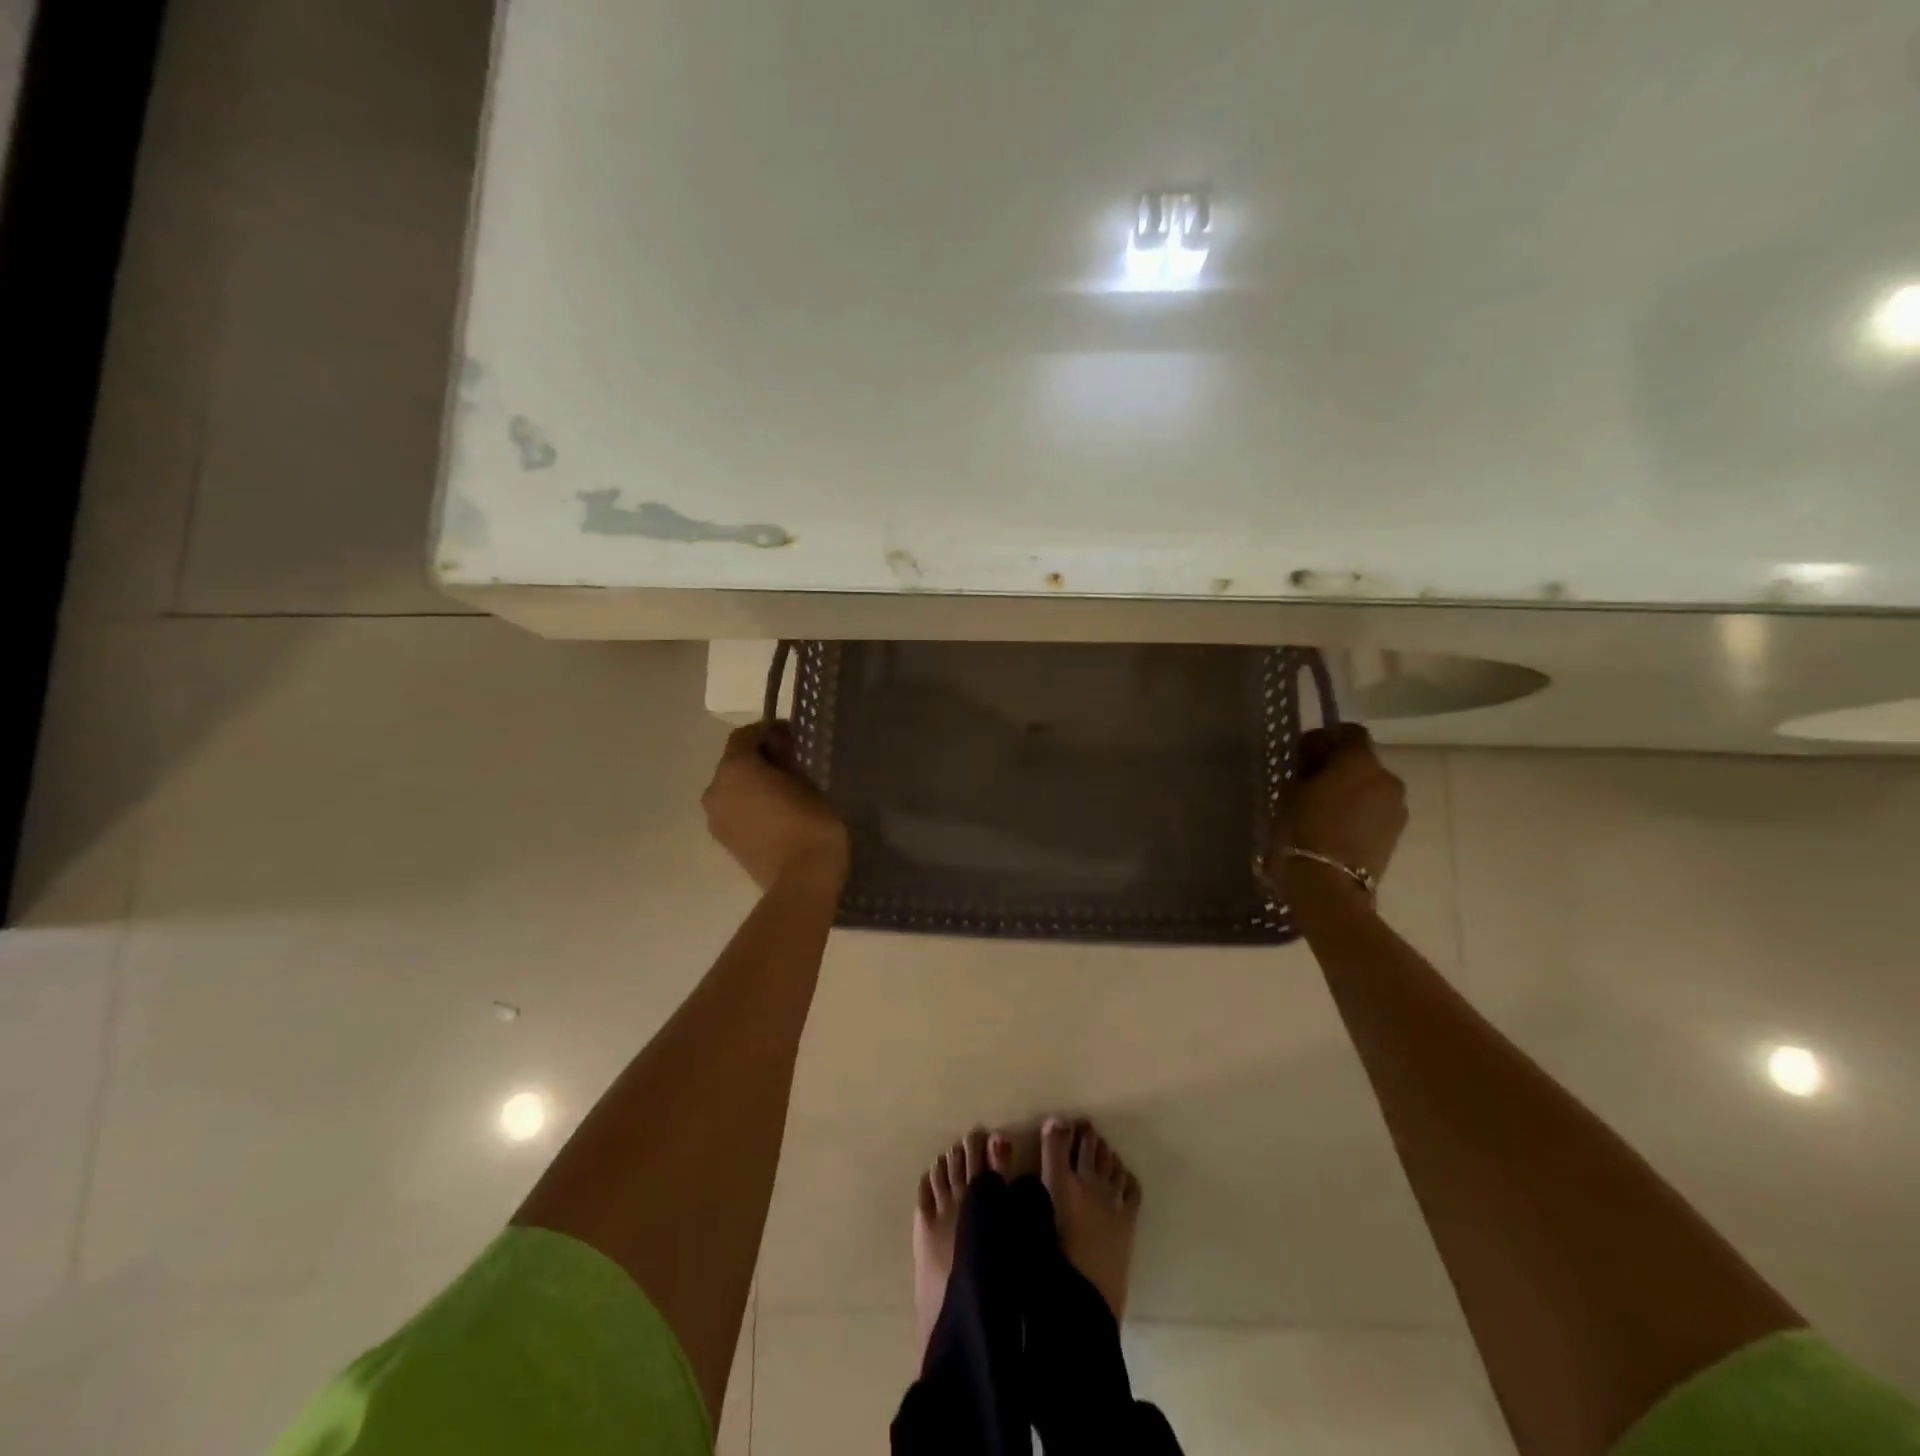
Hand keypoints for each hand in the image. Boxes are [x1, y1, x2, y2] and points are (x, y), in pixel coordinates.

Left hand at [702, 722, 849, 892]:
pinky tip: (774, 812)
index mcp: (734, 768)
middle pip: (735, 762)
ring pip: (732, 788)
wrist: (801, 879)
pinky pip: (735, 810)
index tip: (790, 735)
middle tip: (788, 762)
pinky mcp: (723, 840)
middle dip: (758, 758)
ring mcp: (715, 817)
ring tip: (782, 790)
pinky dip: (750, 805)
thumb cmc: (809, 821)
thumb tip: (777, 750)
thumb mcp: (805, 781)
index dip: (768, 730)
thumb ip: (785, 760)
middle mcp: (715, 788)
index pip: (746, 736)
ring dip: (752, 783)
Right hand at [1264, 724, 1406, 899]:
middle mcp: (1387, 777)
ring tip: (1324, 809)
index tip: (1305, 754)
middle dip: (1339, 766)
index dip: (1327, 738)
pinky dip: (1359, 811)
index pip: (1349, 732)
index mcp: (1359, 760)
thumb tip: (1314, 763)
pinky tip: (1337, 827)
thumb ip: (1305, 769)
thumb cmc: (1302, 829)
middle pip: (1362, 761)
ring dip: (1351, 790)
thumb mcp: (1290, 791)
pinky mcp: (1397, 832)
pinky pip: (1376, 810)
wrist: (1328, 883)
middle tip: (1311, 782)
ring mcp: (1397, 806)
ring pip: (1371, 787)